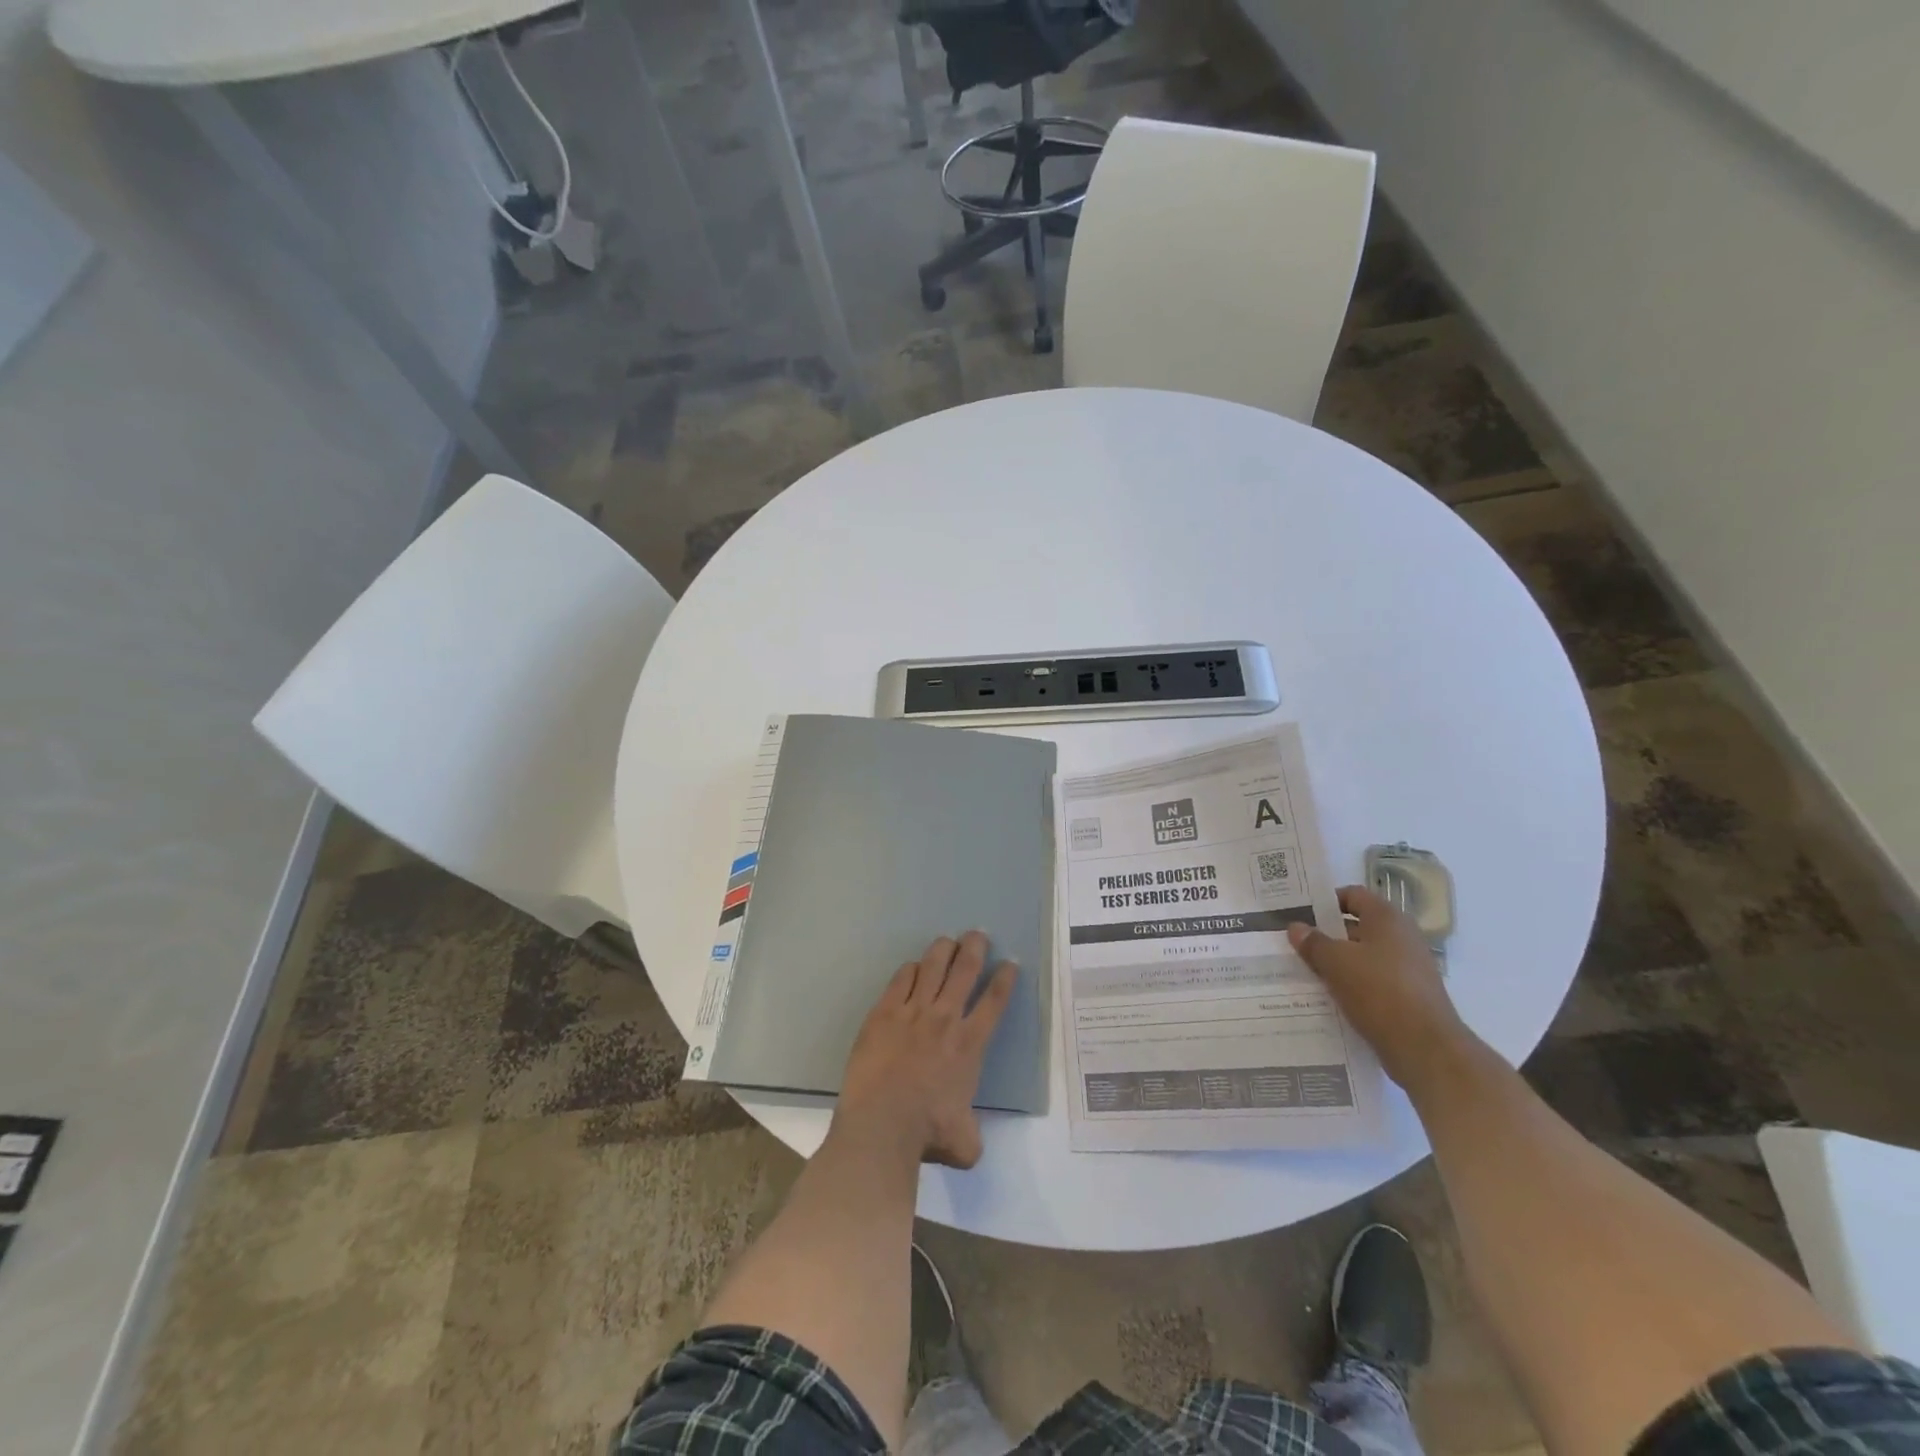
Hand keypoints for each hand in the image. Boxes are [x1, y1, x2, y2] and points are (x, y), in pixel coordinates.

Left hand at [835, 932, 1016, 1168]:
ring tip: (948, 940)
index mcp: (970, 1045)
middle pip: (965, 970)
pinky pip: (901, 980)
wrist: (881, 1126)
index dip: (1004, 979)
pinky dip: (911, 969)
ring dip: (943, 949)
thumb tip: (969, 1137)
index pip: (994, 1002)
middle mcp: (945, 1019)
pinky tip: (913, 967)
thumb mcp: (965, 1143)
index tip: (1009, 963)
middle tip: (978, 934)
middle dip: (975, 948)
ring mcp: (913, 1012)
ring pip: (933, 966)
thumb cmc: (927, 1134)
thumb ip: (972, 1132)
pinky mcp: (884, 1013)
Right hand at [1288, 885, 1470, 1096]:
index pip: (1353, 895)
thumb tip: (1296, 927)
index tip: (1300, 912)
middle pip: (1357, 926)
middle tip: (1295, 942)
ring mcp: (1408, 968)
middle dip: (1326, 934)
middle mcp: (1402, 937)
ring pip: (1363, 956)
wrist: (1425, 1048)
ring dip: (1337, 961)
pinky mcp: (1408, 995)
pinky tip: (1328, 995)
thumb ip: (1313, 942)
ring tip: (1305, 970)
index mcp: (1388, 919)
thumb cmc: (1378, 991)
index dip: (1326, 901)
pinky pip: (1373, 980)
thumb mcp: (1335, 962)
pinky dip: (1352, 983)